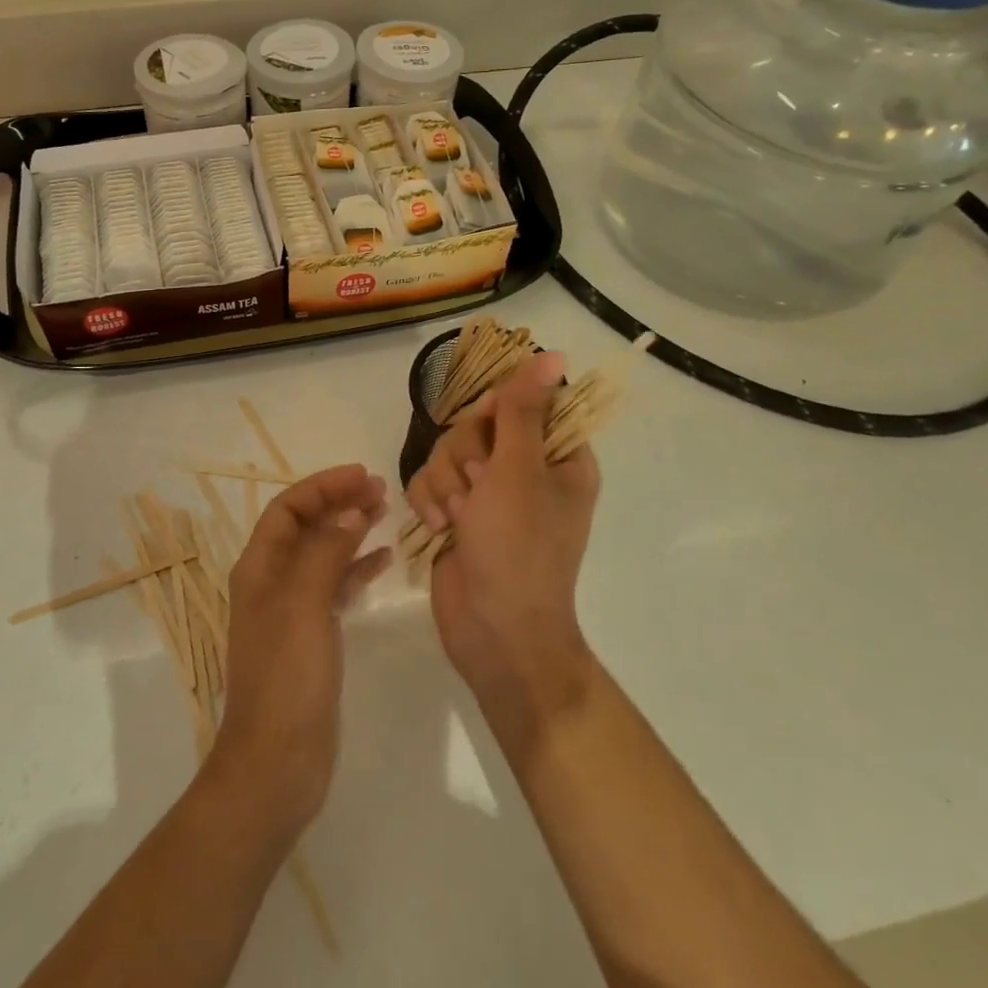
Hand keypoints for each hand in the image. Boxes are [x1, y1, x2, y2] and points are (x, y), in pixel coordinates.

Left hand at [207, 464, 390, 830]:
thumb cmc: (286, 677)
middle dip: (339, 503)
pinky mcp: (313, 637)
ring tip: (386, 513)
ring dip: (351, 531)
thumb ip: (326, 553)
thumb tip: (350, 512)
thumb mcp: (304, 604)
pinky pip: (336, 588)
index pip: (288, 509)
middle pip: (306, 527)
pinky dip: (357, 569)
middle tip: (381, 491)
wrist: (277, 763)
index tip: (361, 475)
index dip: (322, 486)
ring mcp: (293, 611)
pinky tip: (384, 560)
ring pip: (324, 555)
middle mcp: (272, 582)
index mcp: (259, 568)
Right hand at [407, 353, 600, 718]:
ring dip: (444, 482)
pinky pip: (430, 480)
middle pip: (477, 423)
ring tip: (455, 518)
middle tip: (476, 488)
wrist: (493, 632)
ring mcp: (488, 493)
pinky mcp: (457, 513)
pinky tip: (437, 528)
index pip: (526, 401)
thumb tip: (552, 355)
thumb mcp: (519, 472)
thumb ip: (522, 410)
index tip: (487, 428)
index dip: (498, 408)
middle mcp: (525, 469)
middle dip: (464, 454)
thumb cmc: (517, 549)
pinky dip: (428, 501)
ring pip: (448, 450)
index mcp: (559, 457)